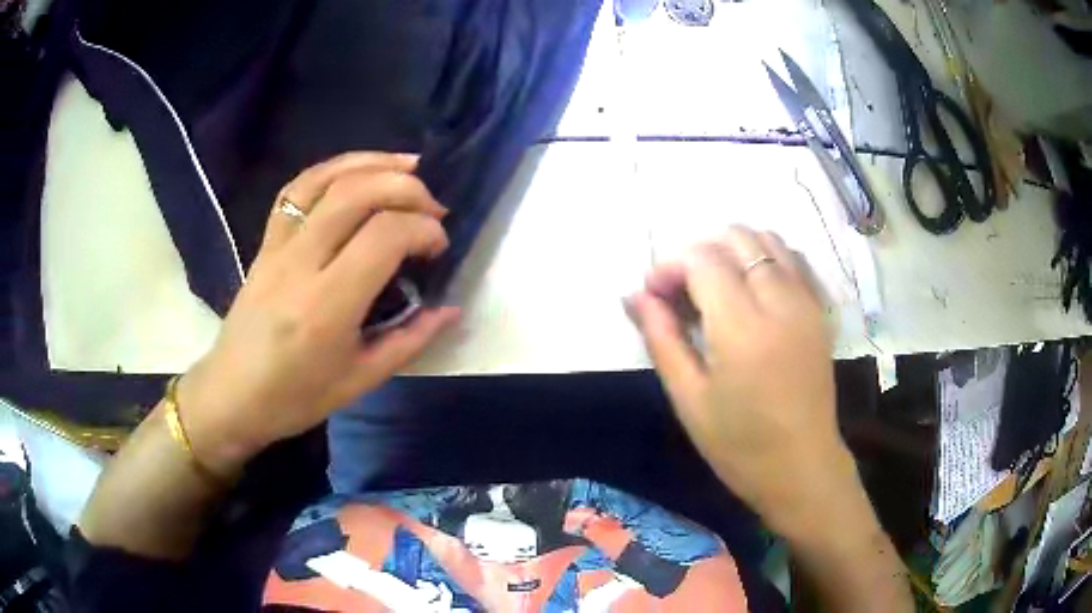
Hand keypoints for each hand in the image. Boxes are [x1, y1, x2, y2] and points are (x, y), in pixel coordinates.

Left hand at [177, 152, 458, 475]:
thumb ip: (410, 340)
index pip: (384, 236)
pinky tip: (357, 172)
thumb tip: (450, 309)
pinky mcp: (265, 242)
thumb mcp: (360, 381)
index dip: (424, 229)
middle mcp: (300, 264)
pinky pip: (296, 190)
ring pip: (325, 180)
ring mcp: (277, 247)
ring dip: (372, 163)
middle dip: (407, 188)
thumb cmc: (295, 398)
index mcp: (326, 307)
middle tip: (433, 208)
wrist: (232, 396)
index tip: (439, 248)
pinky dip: (332, 169)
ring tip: (408, 166)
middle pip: (357, 193)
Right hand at [626, 226, 857, 534]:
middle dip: (700, 253)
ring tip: (715, 289)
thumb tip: (635, 294)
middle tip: (683, 293)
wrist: (801, 466)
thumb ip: (661, 338)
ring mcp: (806, 302)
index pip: (702, 260)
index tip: (654, 295)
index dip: (670, 266)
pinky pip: (792, 259)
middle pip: (736, 238)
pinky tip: (751, 290)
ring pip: (767, 240)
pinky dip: (765, 258)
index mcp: (742, 327)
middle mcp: (779, 301)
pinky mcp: (819, 310)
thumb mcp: (688, 398)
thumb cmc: (739, 444)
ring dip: (733, 251)